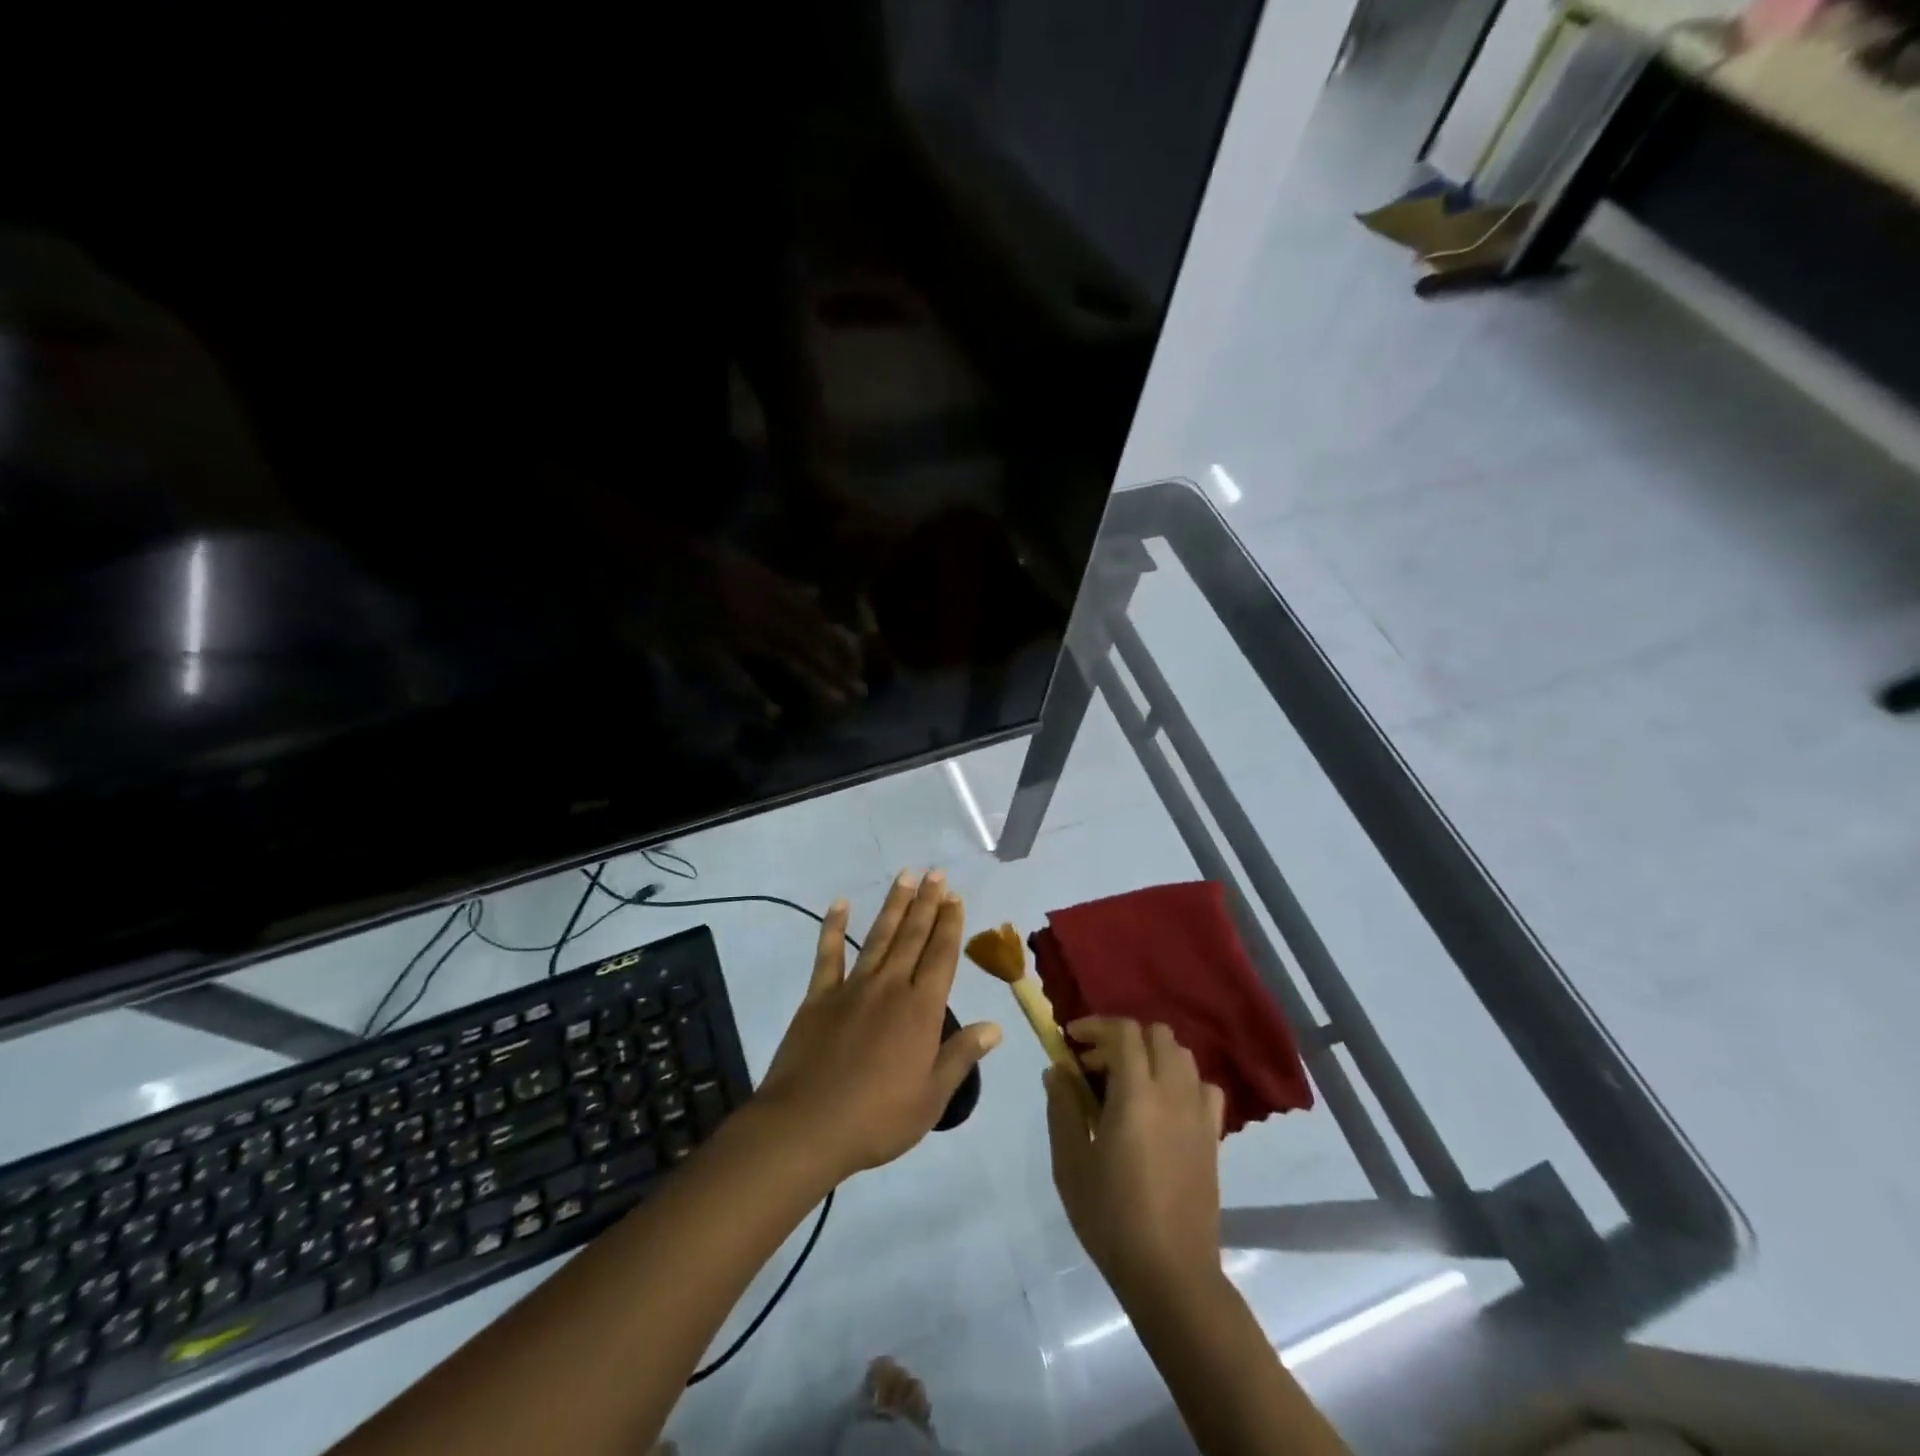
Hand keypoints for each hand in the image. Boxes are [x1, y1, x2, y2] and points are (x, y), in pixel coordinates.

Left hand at [756, 871, 1001, 1184]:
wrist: (807, 1126)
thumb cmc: (878, 1118)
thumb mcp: (932, 1097)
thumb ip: (961, 1055)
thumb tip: (995, 1026)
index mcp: (921, 1010)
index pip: (941, 956)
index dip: (950, 925)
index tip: (955, 897)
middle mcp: (890, 987)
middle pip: (913, 937)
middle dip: (926, 903)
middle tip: (935, 873)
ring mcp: (852, 988)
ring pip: (879, 937)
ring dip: (893, 906)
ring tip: (905, 876)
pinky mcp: (819, 997)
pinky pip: (828, 955)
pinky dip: (833, 927)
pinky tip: (840, 904)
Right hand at [1045, 1018, 1226, 1298]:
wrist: (1171, 1274)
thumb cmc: (1112, 1217)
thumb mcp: (1071, 1163)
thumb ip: (1063, 1108)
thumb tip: (1058, 1069)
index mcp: (1136, 1094)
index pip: (1124, 1032)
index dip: (1096, 1026)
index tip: (1072, 1040)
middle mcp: (1173, 1092)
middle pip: (1156, 1035)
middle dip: (1123, 1037)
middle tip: (1096, 1065)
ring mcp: (1199, 1114)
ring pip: (1181, 1056)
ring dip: (1152, 1055)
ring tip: (1127, 1083)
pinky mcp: (1213, 1137)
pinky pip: (1203, 1087)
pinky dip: (1181, 1081)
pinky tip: (1163, 1106)